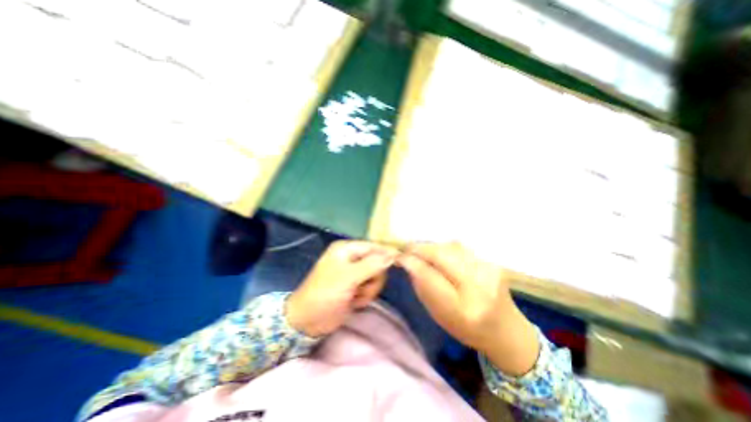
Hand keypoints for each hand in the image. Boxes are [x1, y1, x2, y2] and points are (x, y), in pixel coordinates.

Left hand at [287, 241, 397, 336]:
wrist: (307, 321)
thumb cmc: (324, 294)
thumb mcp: (348, 278)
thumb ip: (371, 265)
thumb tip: (392, 255)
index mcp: (346, 249)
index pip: (373, 246)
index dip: (386, 253)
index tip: (399, 260)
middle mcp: (352, 258)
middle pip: (377, 262)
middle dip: (373, 278)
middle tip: (361, 288)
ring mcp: (354, 273)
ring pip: (376, 277)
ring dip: (369, 290)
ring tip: (355, 297)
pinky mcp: (356, 286)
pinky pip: (371, 287)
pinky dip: (365, 296)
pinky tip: (353, 302)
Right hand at [398, 242, 539, 373]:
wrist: (505, 329)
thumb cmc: (466, 328)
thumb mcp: (438, 314)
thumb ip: (422, 286)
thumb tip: (408, 262)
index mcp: (462, 308)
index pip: (430, 276)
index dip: (412, 262)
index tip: (398, 256)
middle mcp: (479, 286)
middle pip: (442, 255)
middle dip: (420, 248)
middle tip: (407, 249)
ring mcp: (489, 270)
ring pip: (451, 247)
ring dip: (432, 246)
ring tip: (422, 251)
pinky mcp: (492, 261)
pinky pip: (460, 247)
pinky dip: (445, 248)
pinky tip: (440, 253)